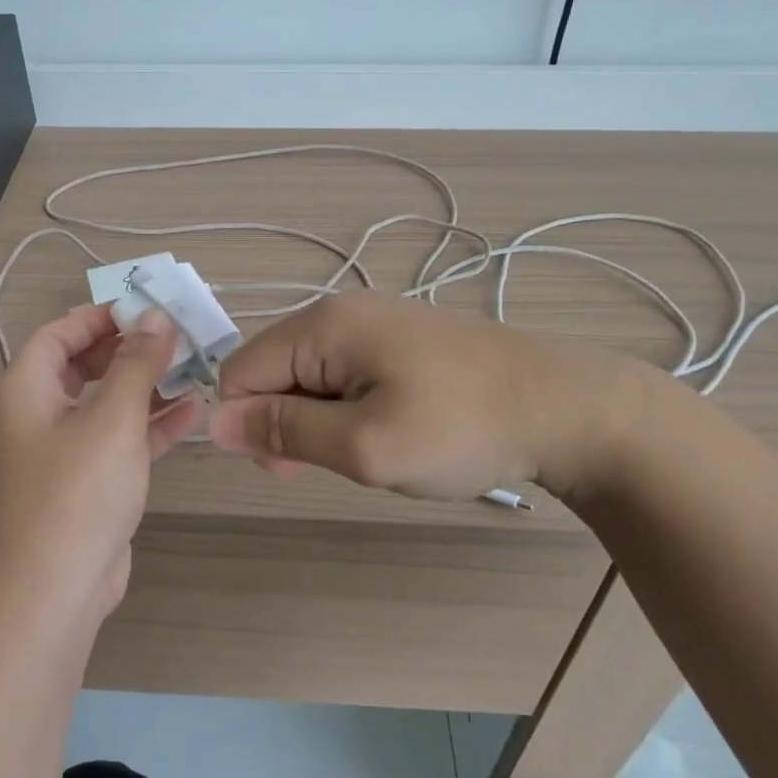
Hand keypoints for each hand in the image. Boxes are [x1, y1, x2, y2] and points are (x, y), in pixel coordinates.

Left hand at [0, 304, 200, 624]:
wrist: (54, 591)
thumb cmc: (77, 491)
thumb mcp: (113, 417)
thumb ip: (137, 363)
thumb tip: (156, 317)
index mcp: (28, 389)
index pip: (60, 332)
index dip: (101, 315)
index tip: (148, 308)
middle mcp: (40, 413)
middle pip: (85, 364)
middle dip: (130, 348)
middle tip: (177, 336)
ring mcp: (64, 450)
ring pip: (107, 402)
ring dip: (147, 385)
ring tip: (194, 367)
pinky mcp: (88, 482)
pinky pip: (121, 439)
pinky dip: (151, 425)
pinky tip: (193, 412)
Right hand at [207, 290, 645, 505]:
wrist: (564, 408)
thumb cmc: (460, 429)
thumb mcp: (365, 445)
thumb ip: (285, 431)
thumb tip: (213, 423)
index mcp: (323, 325)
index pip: (240, 371)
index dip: (249, 423)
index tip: (290, 466)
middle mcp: (340, 310)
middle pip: (272, 369)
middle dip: (285, 423)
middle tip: (336, 465)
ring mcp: (374, 321)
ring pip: (308, 375)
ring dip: (319, 420)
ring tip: (367, 452)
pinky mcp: (399, 337)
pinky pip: (343, 373)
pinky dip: (348, 408)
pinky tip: (386, 430)